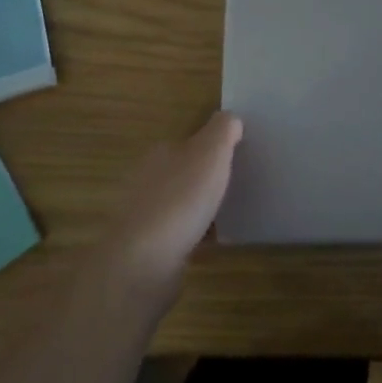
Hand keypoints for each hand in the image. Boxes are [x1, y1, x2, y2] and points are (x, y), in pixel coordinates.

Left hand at [99, 112, 242, 296]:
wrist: (144, 263)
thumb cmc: (180, 199)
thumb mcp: (211, 152)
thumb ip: (223, 130)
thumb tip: (231, 119)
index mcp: (159, 154)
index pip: (187, 142)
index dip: (212, 147)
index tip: (236, 157)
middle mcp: (146, 180)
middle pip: (182, 173)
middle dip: (205, 178)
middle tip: (237, 184)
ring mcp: (144, 216)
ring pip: (180, 204)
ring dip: (200, 208)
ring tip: (231, 214)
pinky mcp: (148, 248)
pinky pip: (179, 234)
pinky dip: (196, 235)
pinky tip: (215, 242)